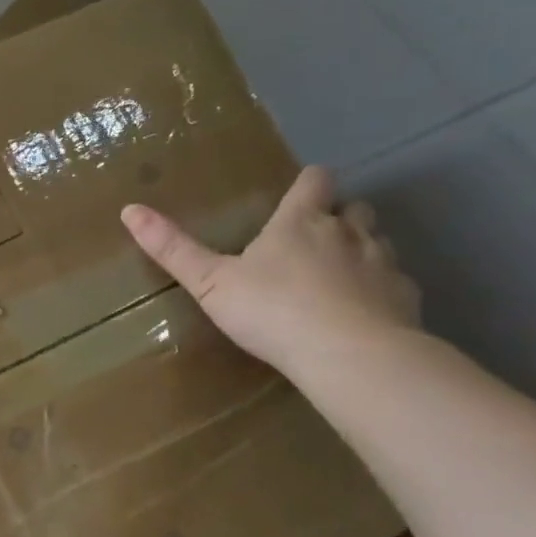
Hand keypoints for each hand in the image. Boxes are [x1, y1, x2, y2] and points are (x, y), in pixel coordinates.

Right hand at [121, 164, 420, 374]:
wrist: (349, 355)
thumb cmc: (272, 310)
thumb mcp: (210, 282)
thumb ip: (173, 248)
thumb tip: (128, 209)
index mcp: (301, 222)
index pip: (316, 181)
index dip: (309, 182)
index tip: (300, 192)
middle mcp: (348, 232)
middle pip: (355, 207)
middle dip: (339, 215)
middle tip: (315, 237)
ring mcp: (384, 264)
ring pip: (380, 241)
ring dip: (363, 249)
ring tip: (340, 274)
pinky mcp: (407, 298)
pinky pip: (396, 282)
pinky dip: (381, 289)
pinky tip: (364, 312)